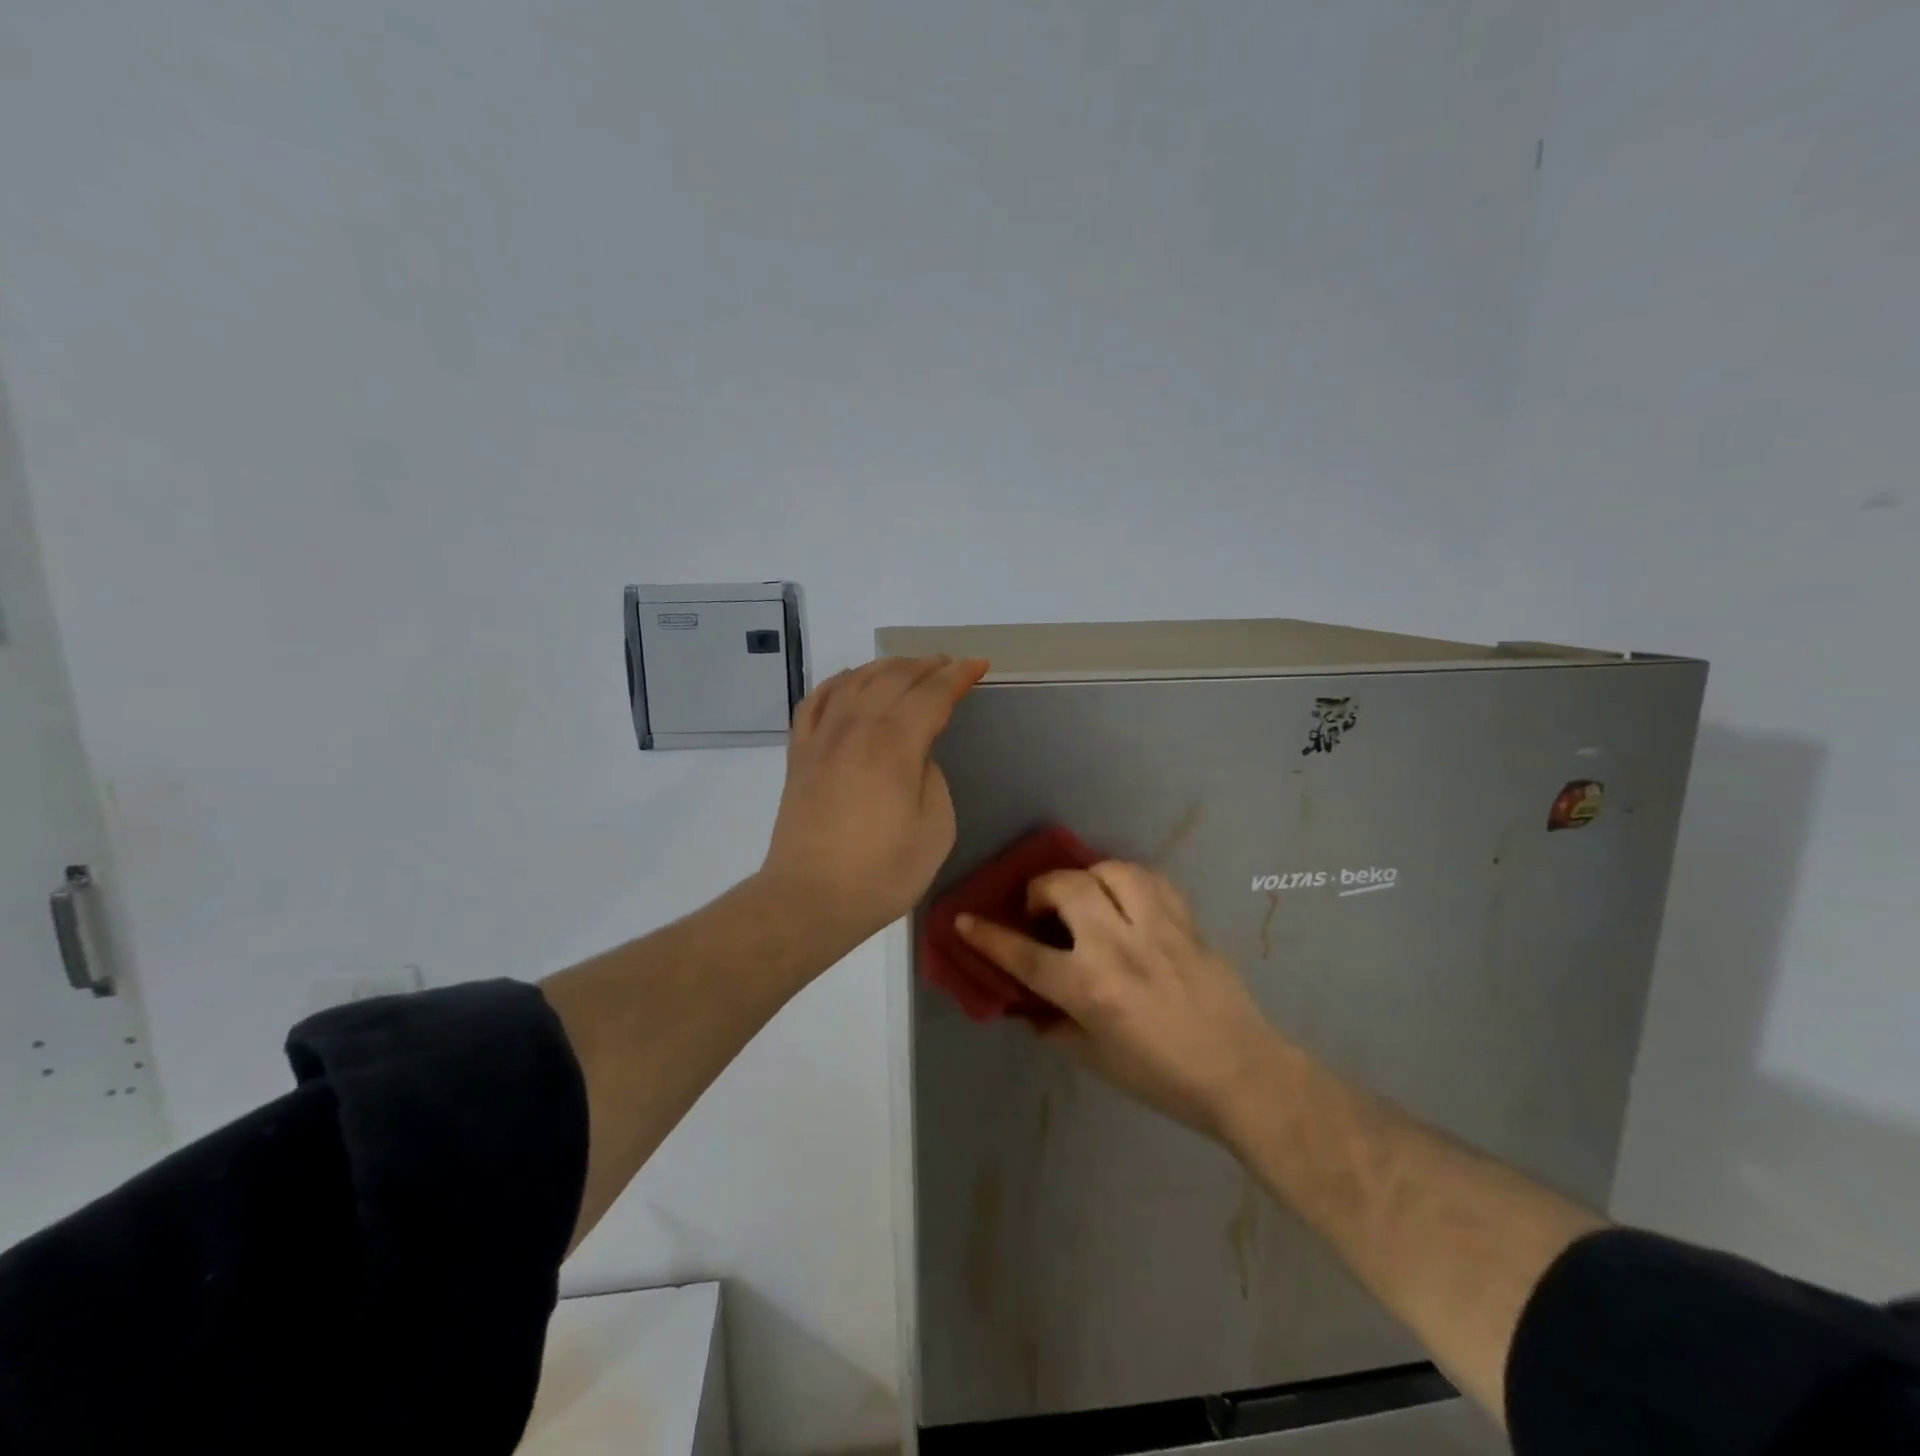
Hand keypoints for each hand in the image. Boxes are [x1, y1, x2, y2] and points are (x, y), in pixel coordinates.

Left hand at [760, 654, 988, 948]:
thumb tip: (917, 754)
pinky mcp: (799, 754)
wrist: (809, 899)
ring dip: (886, 666)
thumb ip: (932, 778)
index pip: (932, 693)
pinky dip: (837, 682)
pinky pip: (816, 701)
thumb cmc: (882, 873)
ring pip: (855, 680)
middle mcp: (856, 728)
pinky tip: (849, 682)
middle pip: (894, 677)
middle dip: (927, 665)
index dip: (958, 675)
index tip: (978, 665)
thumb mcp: (936, 830)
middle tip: (949, 665)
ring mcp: (822, 738)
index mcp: (895, 745)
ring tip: (908, 667)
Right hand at [956, 862, 1278, 1139]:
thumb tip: (1028, 1000)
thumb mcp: (1094, 1059)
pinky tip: (1124, 897)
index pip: (1024, 954)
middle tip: (1041, 910)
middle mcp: (1118, 948)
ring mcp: (1156, 928)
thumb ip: (1055, 1022)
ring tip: (1085, 896)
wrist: (1240, 1073)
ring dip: (1086, 878)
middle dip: (1041, 890)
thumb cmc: (1162, 1077)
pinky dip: (1127, 880)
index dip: (988, 936)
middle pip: (1066, 888)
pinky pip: (1149, 878)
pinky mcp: (1186, 920)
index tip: (965, 920)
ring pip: (1110, 871)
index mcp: (1090, 989)